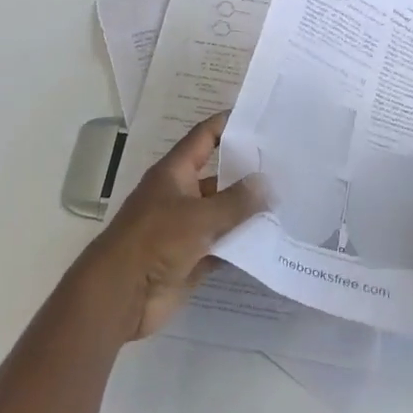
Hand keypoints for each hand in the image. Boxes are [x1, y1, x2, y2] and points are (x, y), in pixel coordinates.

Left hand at [82, 112, 266, 339]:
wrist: (122, 295)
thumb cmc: (155, 241)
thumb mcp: (199, 216)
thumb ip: (236, 201)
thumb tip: (267, 182)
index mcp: (175, 173)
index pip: (205, 137)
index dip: (229, 124)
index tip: (261, 117)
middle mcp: (181, 195)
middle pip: (220, 176)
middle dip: (249, 171)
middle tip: (288, 164)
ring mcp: (187, 228)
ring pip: (225, 213)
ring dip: (250, 210)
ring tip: (290, 200)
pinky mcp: (193, 257)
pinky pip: (224, 244)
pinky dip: (244, 243)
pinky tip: (274, 239)